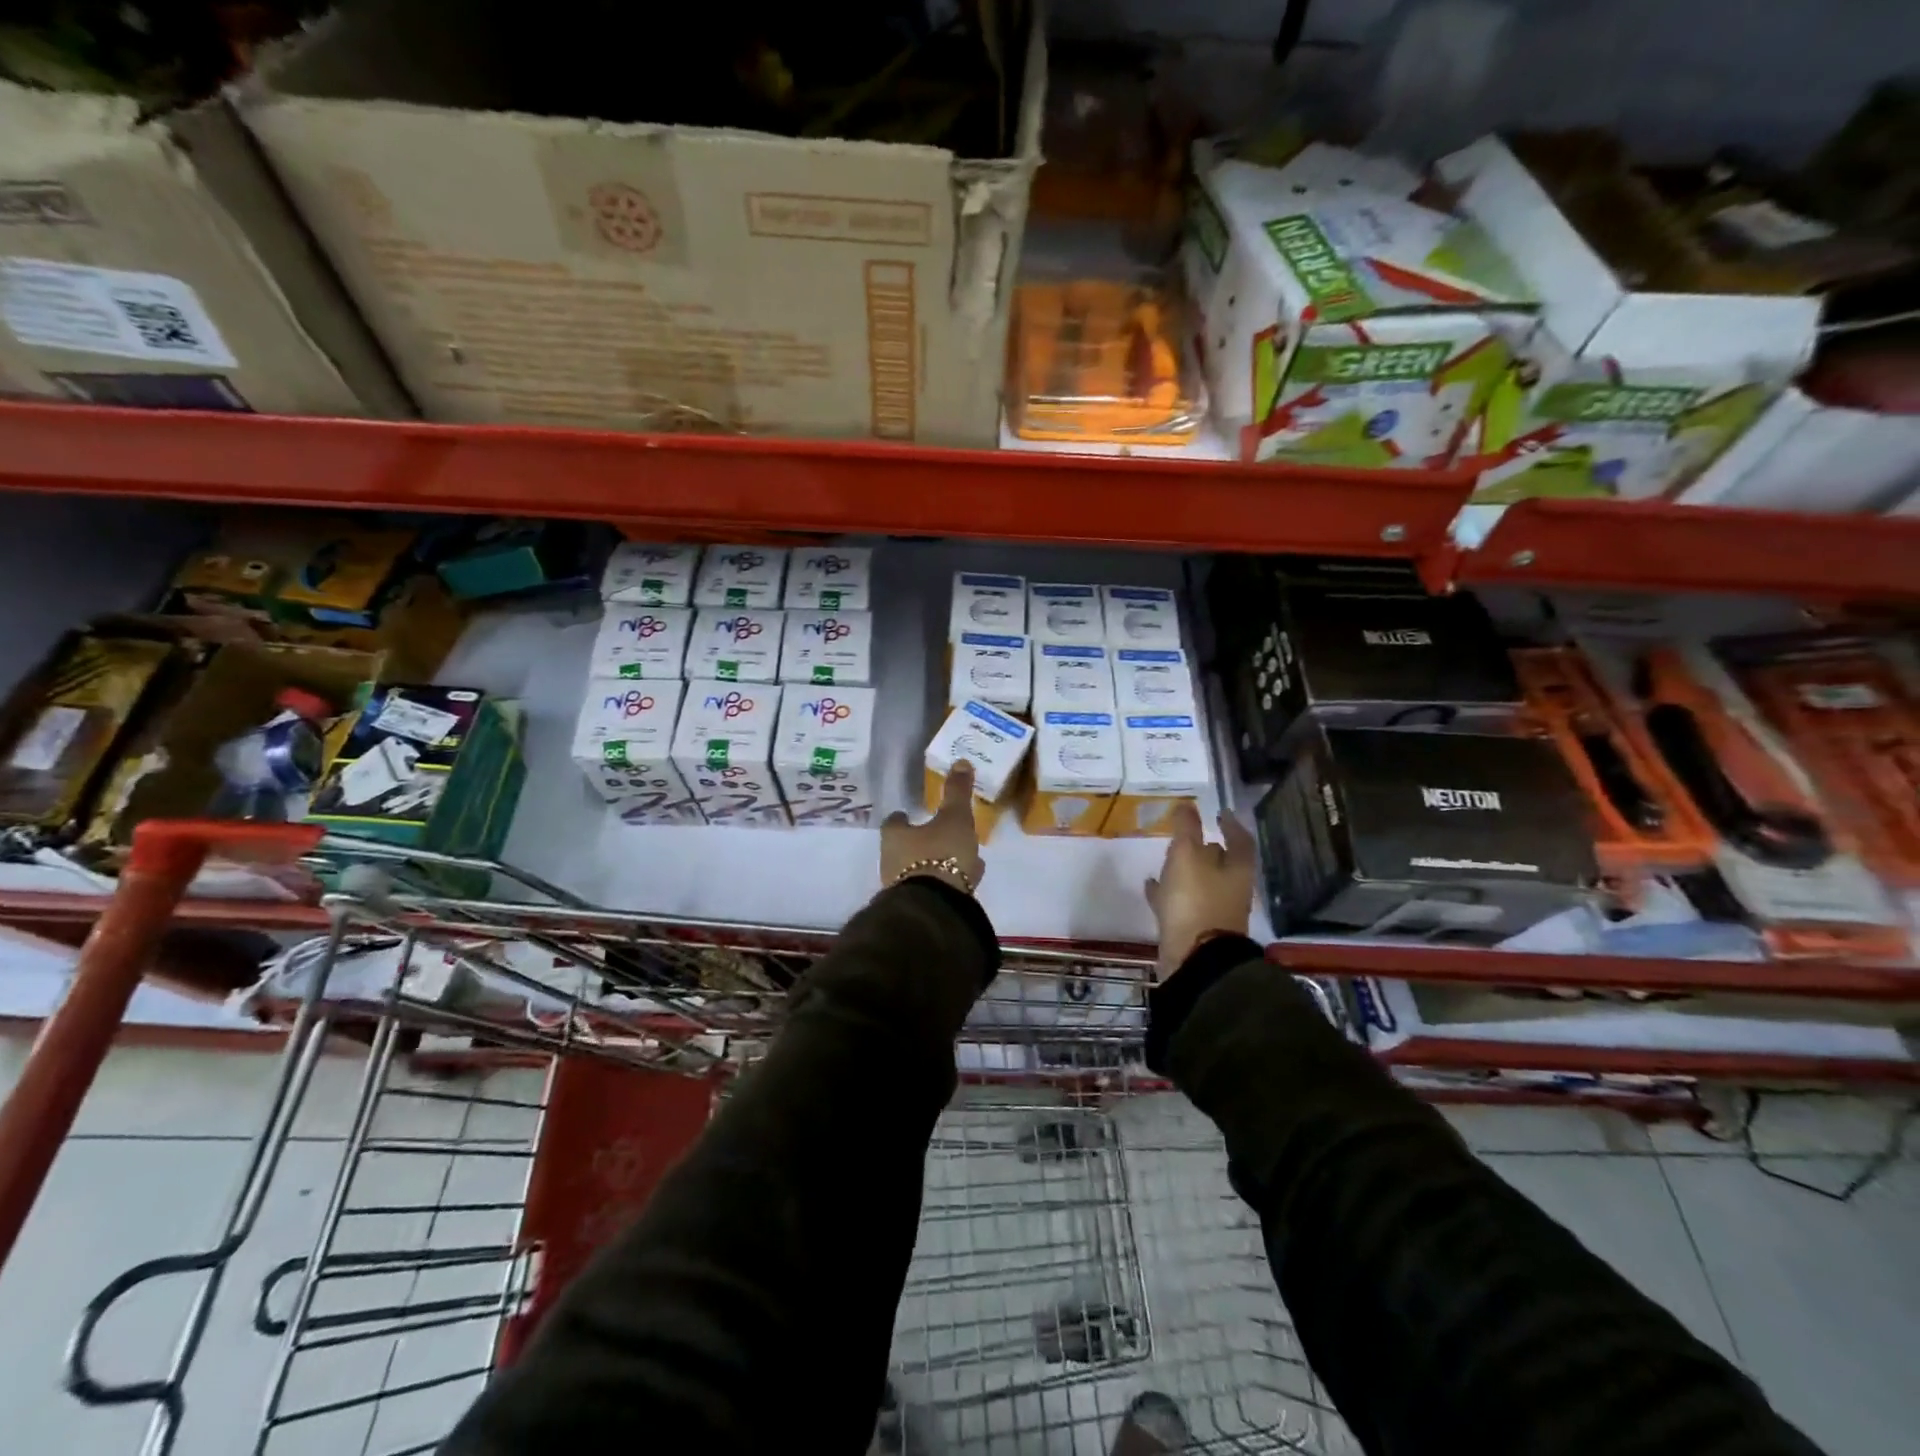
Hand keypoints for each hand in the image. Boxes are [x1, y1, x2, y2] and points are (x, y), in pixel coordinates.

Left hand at [880, 760, 985, 896]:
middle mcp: (891, 861)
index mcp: (895, 836)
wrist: (935, 907)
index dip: (903, 818)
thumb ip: (957, 792)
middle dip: (923, 841)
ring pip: (921, 868)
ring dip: (937, 862)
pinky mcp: (918, 906)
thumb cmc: (940, 854)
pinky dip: (945, 880)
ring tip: (961, 858)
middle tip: (941, 834)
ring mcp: (903, 887)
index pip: (894, 823)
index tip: (911, 814)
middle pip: (905, 847)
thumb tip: (960, 761)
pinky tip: (965, 879)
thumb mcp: (954, 818)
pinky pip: (933, 887)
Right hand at [1145, 801, 1255, 979]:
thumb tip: (1188, 805)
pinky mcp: (1193, 928)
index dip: (1231, 825)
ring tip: (1165, 857)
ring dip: (1185, 870)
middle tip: (1188, 834)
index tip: (1221, 812)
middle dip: (1206, 848)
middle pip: (1222, 863)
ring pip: (1199, 883)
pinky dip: (1168, 892)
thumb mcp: (1188, 856)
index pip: (1240, 840)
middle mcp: (1230, 889)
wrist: (1194, 958)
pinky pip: (1180, 903)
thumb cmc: (1196, 900)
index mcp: (1236, 870)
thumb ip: (1187, 829)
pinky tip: (1151, 884)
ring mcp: (1212, 911)